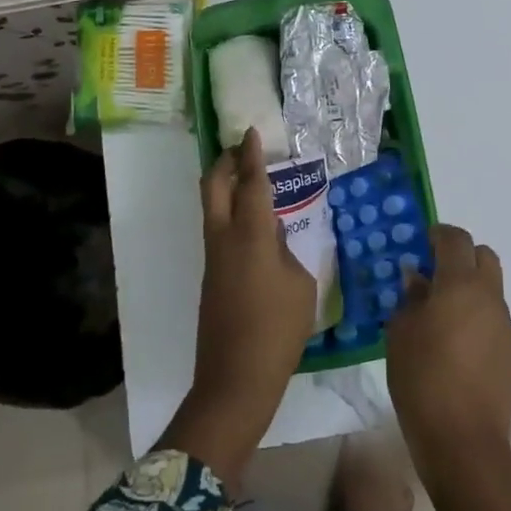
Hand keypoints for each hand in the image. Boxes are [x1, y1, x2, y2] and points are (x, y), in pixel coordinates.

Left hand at [159, 128, 316, 485]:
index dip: (251, 155)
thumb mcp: (299, 284)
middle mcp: (224, 238)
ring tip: (249, 180)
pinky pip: (217, 230)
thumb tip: (274, 234)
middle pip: (214, 186)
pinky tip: (253, 224)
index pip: (251, 183)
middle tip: (242, 150)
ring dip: (224, 186)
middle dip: (225, 162)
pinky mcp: (210, 276)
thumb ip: (287, 250)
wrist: (236, 377)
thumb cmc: (278, 329)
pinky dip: (230, 213)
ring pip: (211, 207)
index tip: (251, 133)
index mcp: (251, 235)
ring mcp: (212, 257)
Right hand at [385, 224, 510, 479]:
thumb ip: (410, 299)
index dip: (438, 234)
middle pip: (483, 256)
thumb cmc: (422, 379)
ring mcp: (505, 326)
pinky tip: (457, 345)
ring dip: (469, 289)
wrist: (464, 440)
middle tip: (434, 274)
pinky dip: (477, 317)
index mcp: (460, 284)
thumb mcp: (400, 333)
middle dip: (461, 256)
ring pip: (491, 289)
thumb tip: (419, 280)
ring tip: (442, 315)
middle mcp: (489, 297)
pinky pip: (494, 319)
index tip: (421, 243)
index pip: (455, 239)